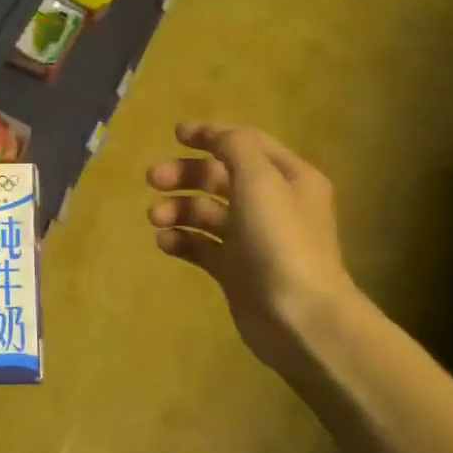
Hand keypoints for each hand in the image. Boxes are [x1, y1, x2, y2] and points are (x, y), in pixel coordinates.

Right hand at [146, 122, 355, 368]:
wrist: (299, 317)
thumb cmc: (281, 241)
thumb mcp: (261, 180)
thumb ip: (235, 148)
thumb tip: (215, 134)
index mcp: (288, 178)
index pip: (246, 144)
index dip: (211, 135)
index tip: (175, 134)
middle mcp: (272, 204)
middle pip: (220, 178)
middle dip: (185, 175)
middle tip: (152, 179)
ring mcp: (252, 240)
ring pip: (207, 213)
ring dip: (178, 209)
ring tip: (156, 218)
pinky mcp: (235, 270)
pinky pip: (202, 246)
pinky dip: (181, 240)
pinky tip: (165, 242)